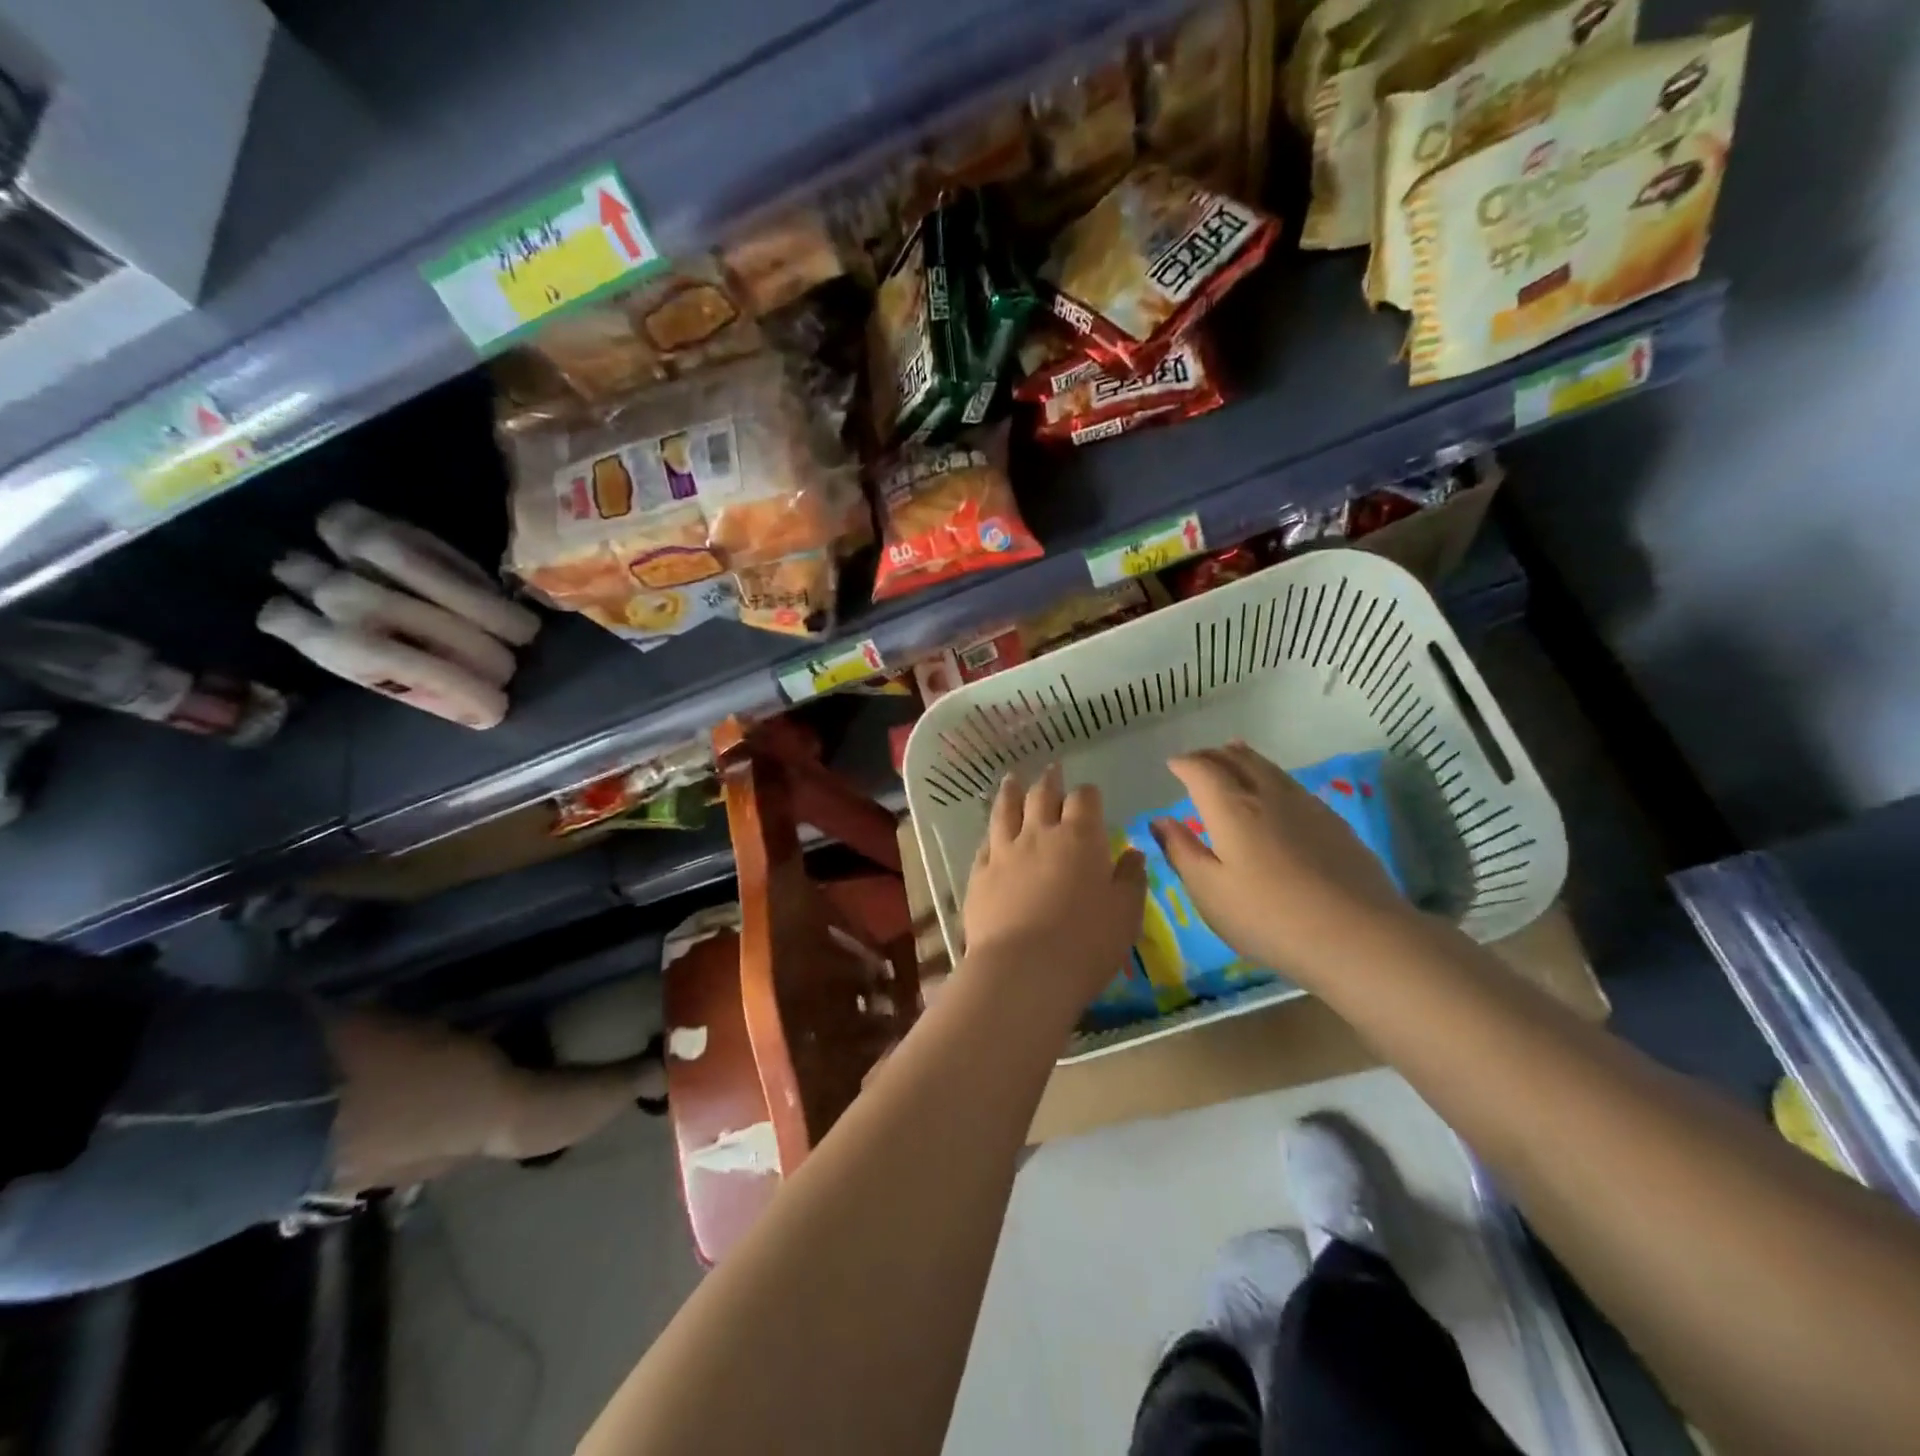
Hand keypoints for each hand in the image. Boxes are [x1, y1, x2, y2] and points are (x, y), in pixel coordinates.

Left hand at [963, 764, 1146, 1023]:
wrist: (1023, 970)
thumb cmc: (1086, 943)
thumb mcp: (1126, 914)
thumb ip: (1131, 879)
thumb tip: (1132, 853)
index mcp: (1080, 838)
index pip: (1084, 799)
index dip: (1087, 794)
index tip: (1090, 795)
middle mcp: (1039, 834)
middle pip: (1041, 795)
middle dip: (1049, 781)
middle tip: (1051, 771)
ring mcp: (1005, 852)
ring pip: (1005, 810)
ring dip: (1010, 792)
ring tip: (1012, 779)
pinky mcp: (980, 874)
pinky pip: (984, 844)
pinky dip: (991, 833)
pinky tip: (991, 833)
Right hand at [1151, 742, 1416, 984]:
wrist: (1360, 937)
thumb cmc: (1269, 917)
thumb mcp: (1209, 891)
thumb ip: (1182, 851)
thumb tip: (1160, 820)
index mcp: (1232, 809)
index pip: (1202, 770)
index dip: (1185, 764)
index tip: (1173, 765)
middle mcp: (1268, 796)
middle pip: (1238, 760)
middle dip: (1213, 755)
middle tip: (1198, 759)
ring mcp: (1306, 807)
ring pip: (1269, 768)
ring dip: (1244, 758)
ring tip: (1234, 754)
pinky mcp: (1334, 824)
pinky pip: (1292, 785)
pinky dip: (1272, 776)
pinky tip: (1276, 792)